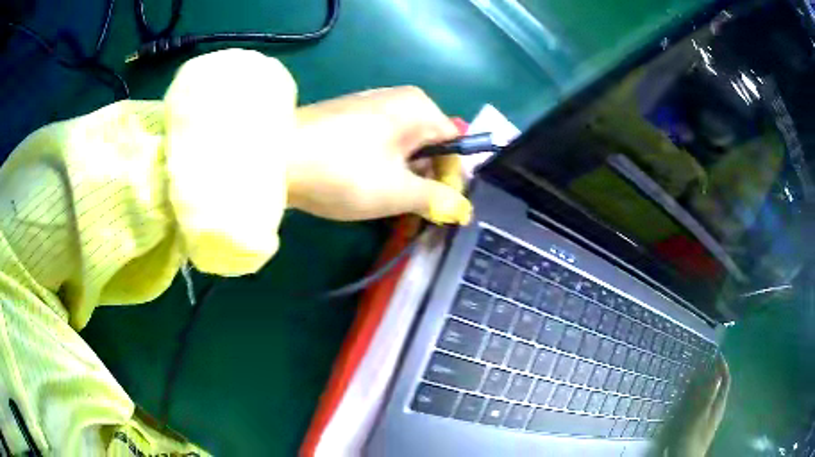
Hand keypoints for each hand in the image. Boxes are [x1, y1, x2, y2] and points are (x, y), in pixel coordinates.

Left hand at [286, 86, 471, 224]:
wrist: (274, 158)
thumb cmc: (344, 172)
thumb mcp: (398, 192)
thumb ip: (437, 199)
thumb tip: (464, 209)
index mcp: (419, 108)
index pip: (454, 145)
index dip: (452, 180)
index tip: (443, 211)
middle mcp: (399, 99)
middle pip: (429, 145)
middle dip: (427, 181)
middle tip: (416, 214)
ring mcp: (370, 106)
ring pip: (403, 147)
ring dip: (404, 178)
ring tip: (391, 206)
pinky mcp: (347, 118)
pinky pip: (379, 144)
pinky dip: (382, 167)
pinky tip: (367, 187)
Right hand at [656, 355, 729, 455]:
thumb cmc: (692, 438)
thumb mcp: (699, 416)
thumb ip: (708, 396)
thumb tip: (717, 373)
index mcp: (719, 404)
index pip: (725, 380)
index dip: (722, 366)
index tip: (715, 354)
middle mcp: (716, 408)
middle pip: (717, 386)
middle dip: (711, 374)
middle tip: (700, 364)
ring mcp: (708, 418)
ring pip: (709, 396)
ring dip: (702, 385)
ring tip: (692, 378)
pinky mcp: (698, 425)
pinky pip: (700, 405)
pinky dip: (696, 397)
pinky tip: (687, 400)